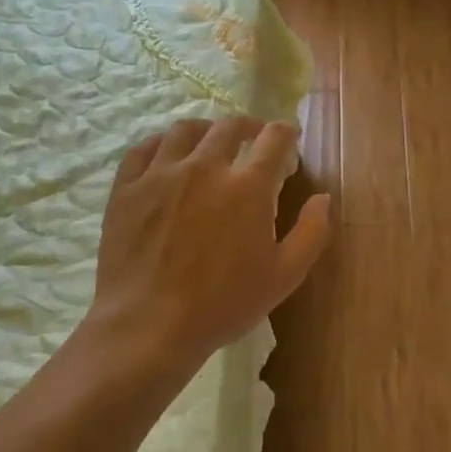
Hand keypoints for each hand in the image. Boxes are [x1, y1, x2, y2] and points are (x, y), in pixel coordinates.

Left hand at [84, 116, 330, 373]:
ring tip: (210, 142)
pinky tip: (167, 155)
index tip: (289, 140)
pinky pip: (143, 149)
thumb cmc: (223, 305)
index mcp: (248, 186)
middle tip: (254, 138)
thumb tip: (324, 197)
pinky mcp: (126, 188)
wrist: (149, 326)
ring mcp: (160, 174)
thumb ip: (312, 232)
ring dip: (205, 130)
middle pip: (229, 126)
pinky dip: (161, 144)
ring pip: (185, 130)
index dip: (286, 133)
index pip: (274, 138)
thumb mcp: (284, 276)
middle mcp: (205, 167)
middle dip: (249, 126)